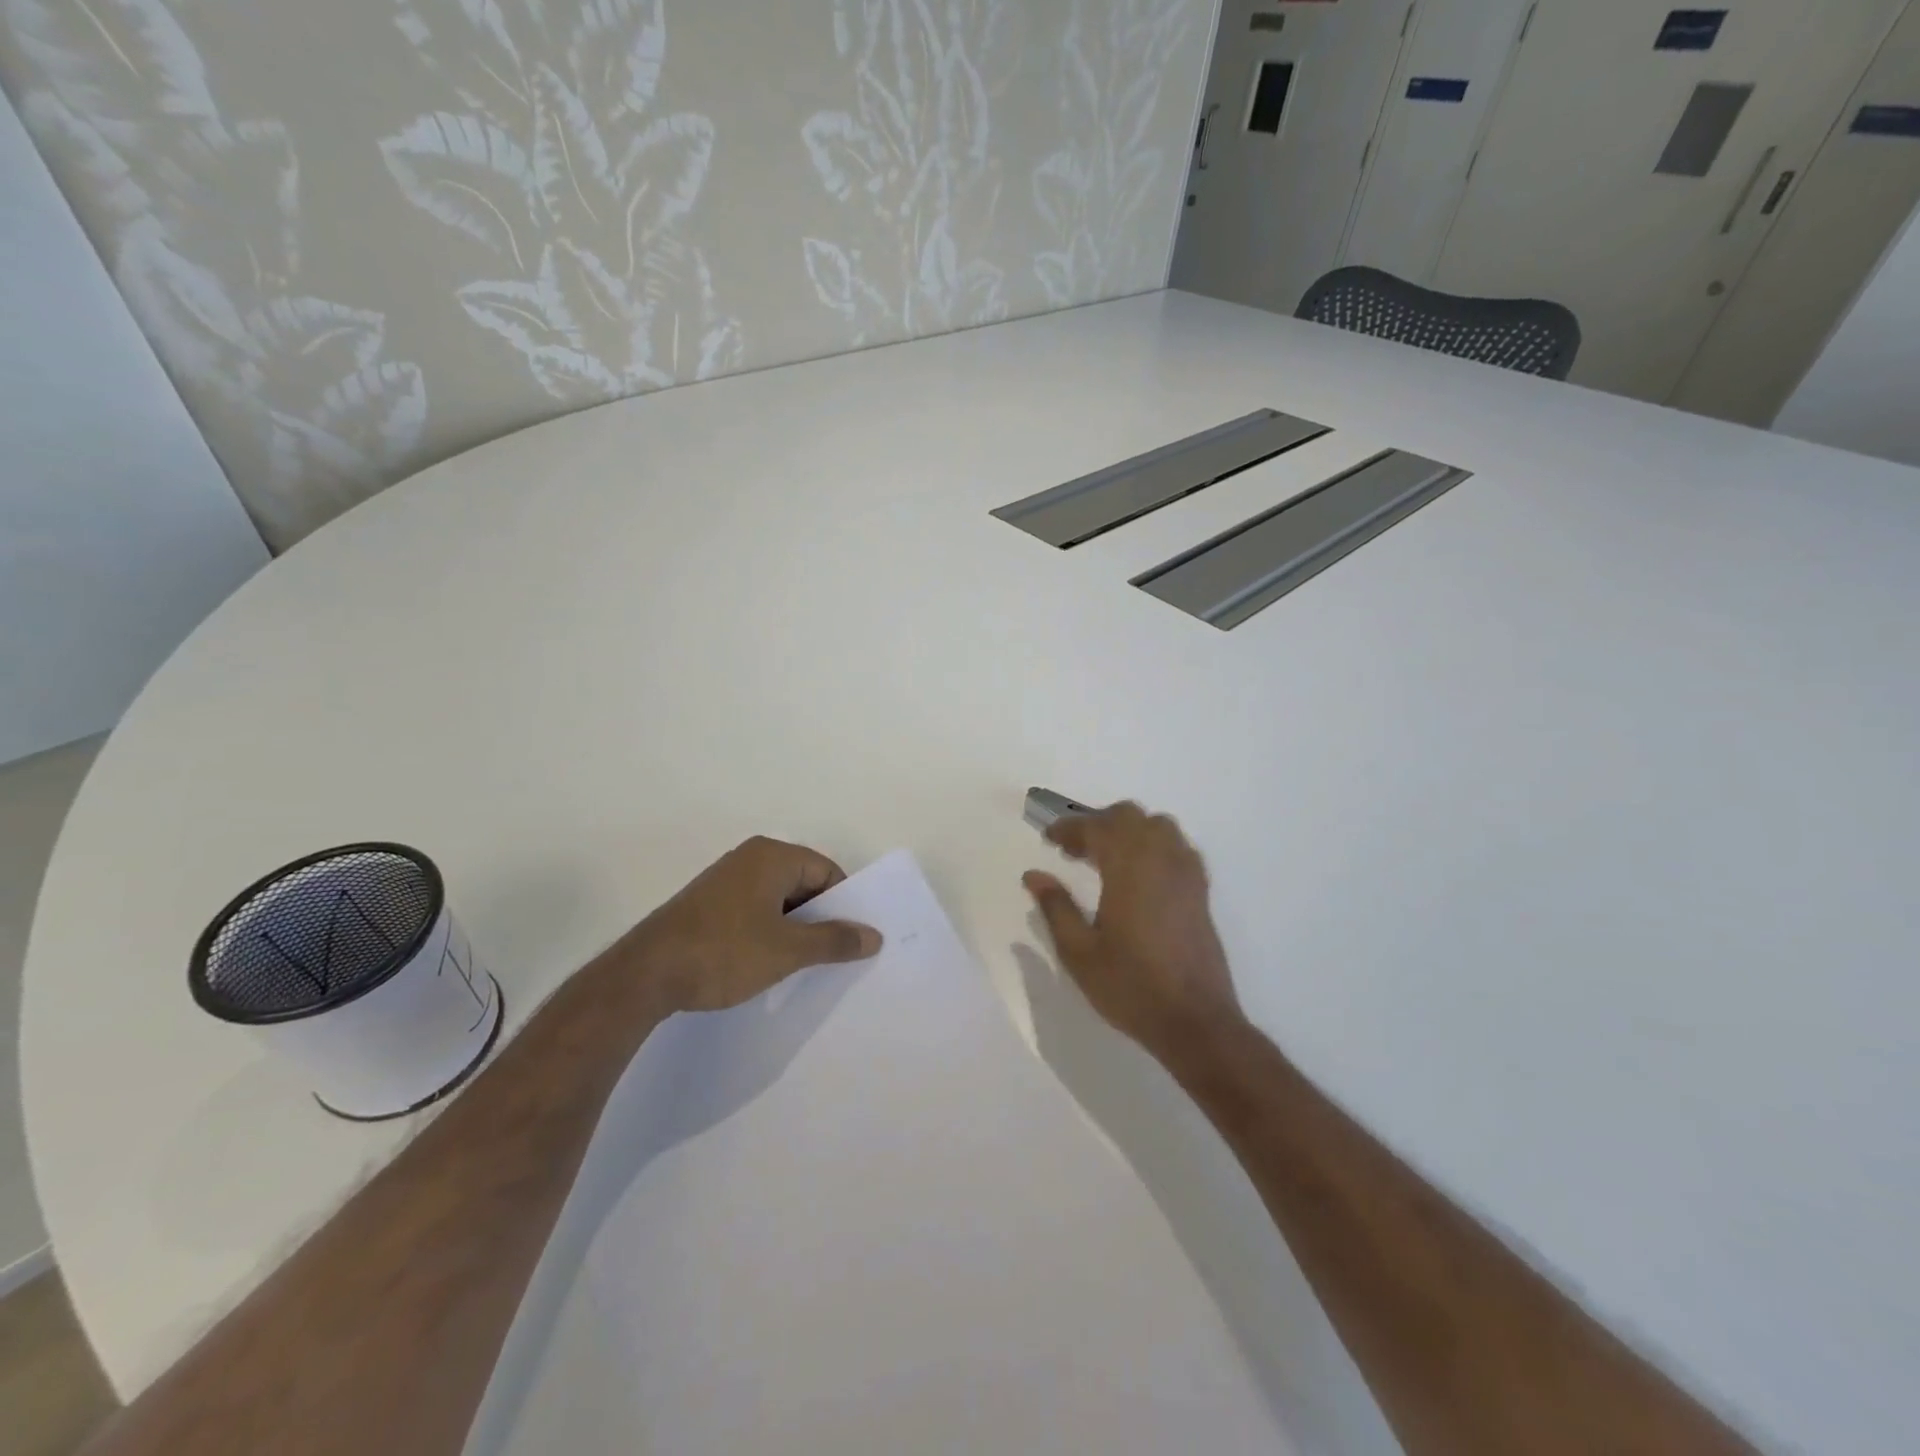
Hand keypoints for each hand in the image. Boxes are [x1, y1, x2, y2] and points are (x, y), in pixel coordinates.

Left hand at [621, 836, 882, 1013]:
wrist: (645, 975)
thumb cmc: (724, 952)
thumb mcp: (788, 950)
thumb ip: (835, 940)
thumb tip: (874, 935)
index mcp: (772, 856)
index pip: (826, 872)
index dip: (843, 905)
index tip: (850, 940)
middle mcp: (749, 858)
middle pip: (803, 883)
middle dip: (819, 918)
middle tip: (831, 955)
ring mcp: (724, 880)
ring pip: (777, 900)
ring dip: (792, 928)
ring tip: (800, 964)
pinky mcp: (707, 904)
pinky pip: (753, 910)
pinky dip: (767, 931)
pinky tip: (765, 962)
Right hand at [1024, 802, 1242, 1056]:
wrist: (1195, 1021)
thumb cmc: (1130, 986)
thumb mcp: (1079, 952)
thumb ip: (1055, 907)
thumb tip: (1033, 875)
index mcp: (1129, 868)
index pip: (1096, 827)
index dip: (1068, 828)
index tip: (1048, 839)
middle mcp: (1161, 859)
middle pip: (1129, 816)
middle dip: (1098, 823)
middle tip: (1074, 850)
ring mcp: (1186, 873)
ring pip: (1158, 825)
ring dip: (1128, 830)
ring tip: (1106, 858)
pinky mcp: (1200, 890)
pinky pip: (1177, 847)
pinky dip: (1154, 845)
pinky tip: (1139, 875)